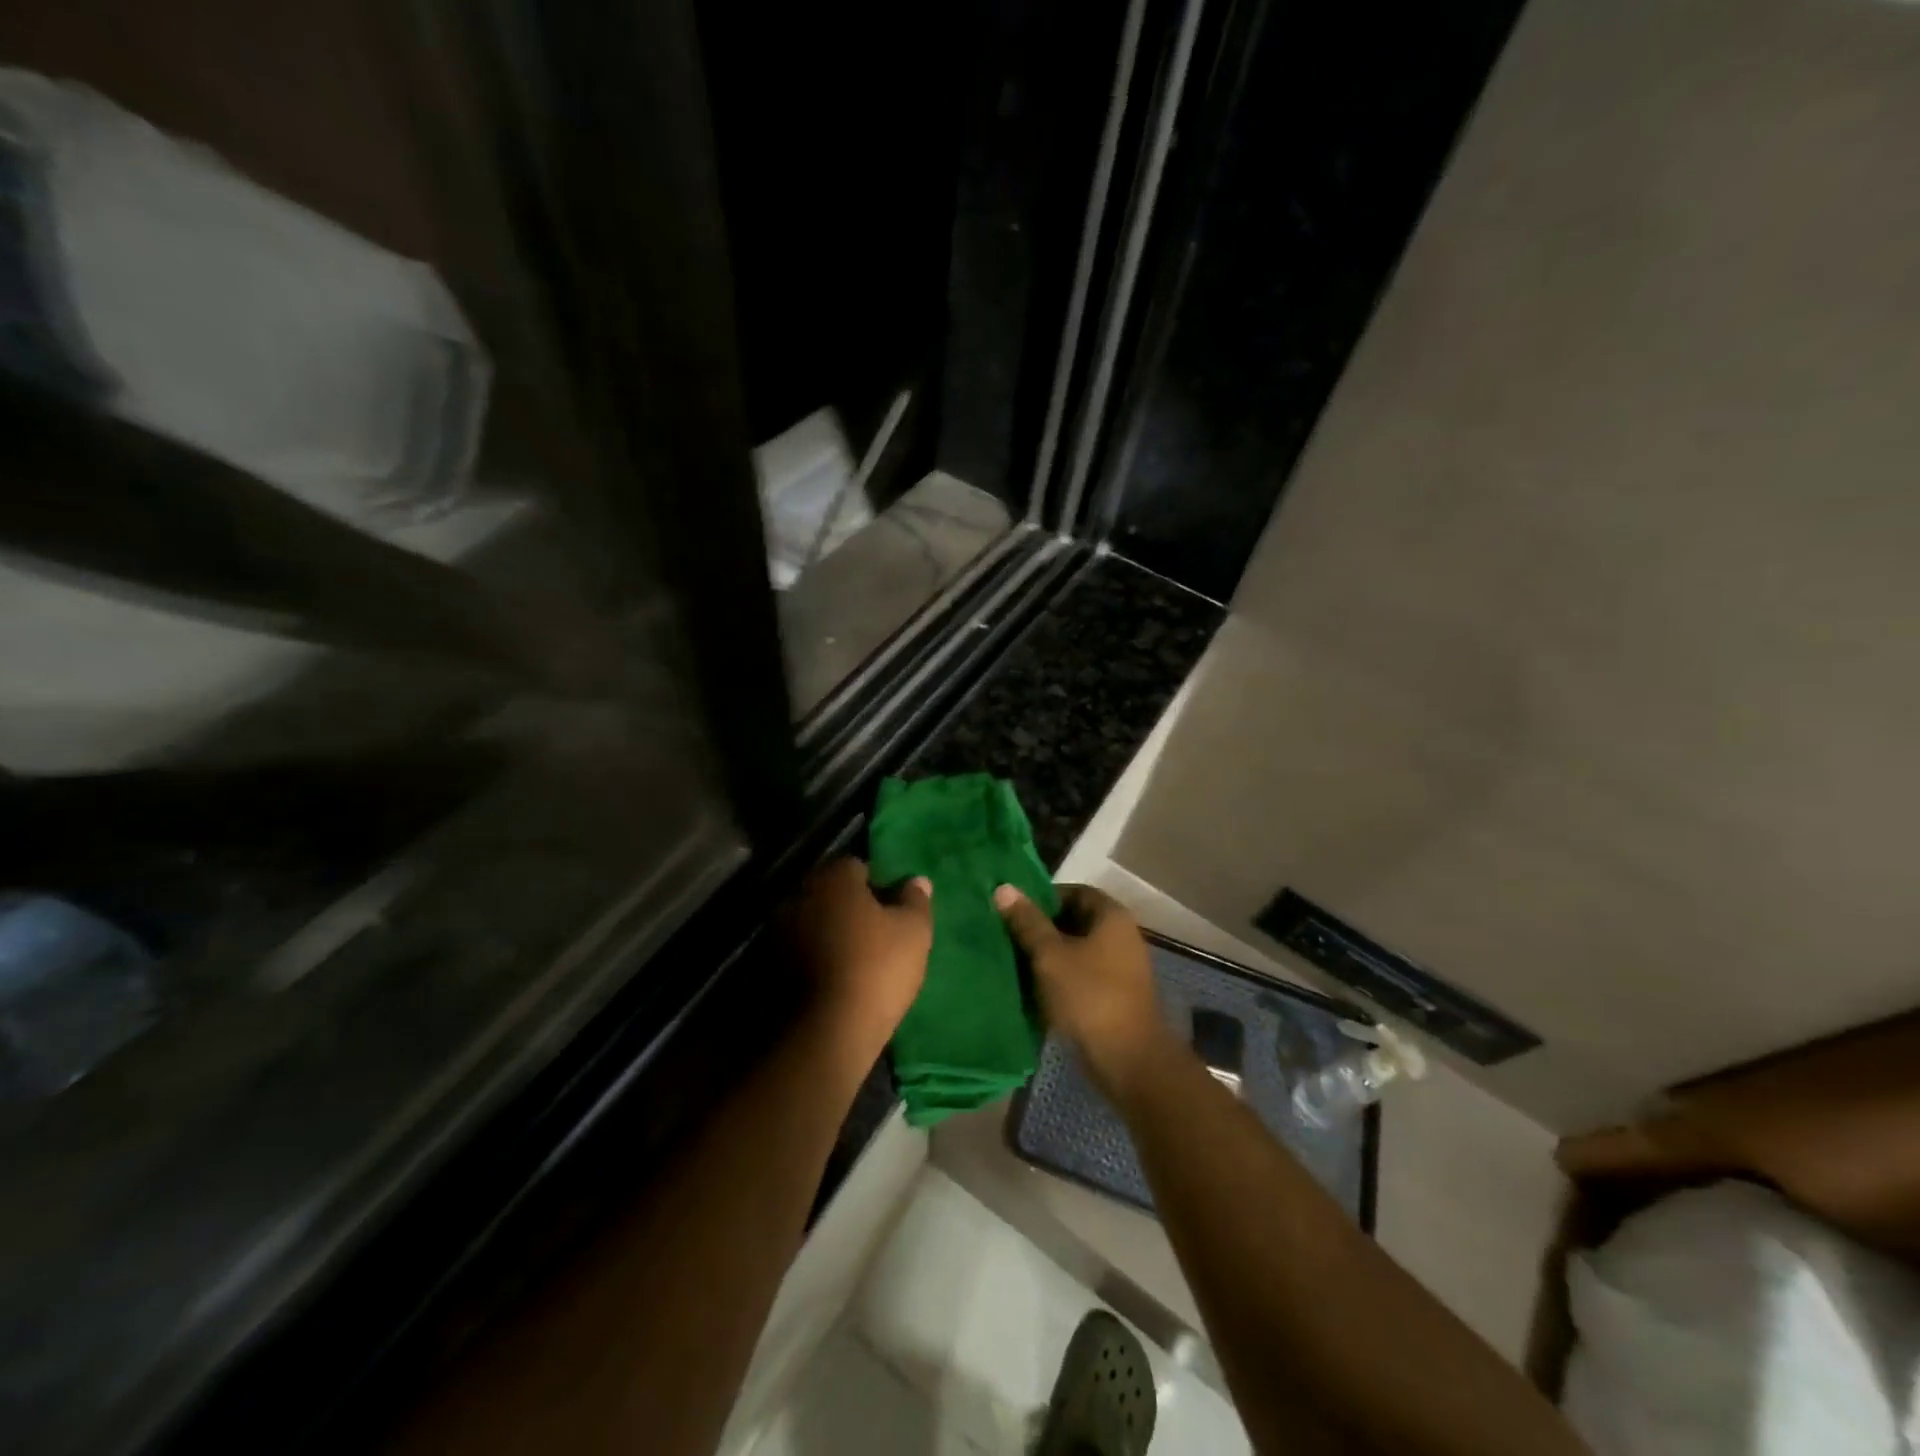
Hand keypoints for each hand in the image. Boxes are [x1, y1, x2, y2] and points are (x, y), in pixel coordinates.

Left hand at [786, 857, 932, 1060]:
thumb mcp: (914, 931)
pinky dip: (814, 957)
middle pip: (831, 892)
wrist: (827, 1033)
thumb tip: (917, 880)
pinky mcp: (769, 966)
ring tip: (856, 959)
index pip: (857, 866)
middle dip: (850, 906)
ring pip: (813, 921)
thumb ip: (916, 900)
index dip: (878, 884)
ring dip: (830, 932)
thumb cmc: (877, 968)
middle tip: (877, 932)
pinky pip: (800, 950)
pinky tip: (835, 978)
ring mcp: (779, 931)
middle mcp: (800, 895)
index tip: (893, 909)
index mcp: (833, 879)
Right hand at [993, 883, 1165, 1094]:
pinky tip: (1034, 989)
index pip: (1074, 892)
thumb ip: (1027, 922)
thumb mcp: (1050, 956)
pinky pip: (1083, 976)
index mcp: (1112, 917)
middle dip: (1042, 928)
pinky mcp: (1115, 996)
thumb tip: (1004, 888)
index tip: (1014, 911)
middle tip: (1008, 936)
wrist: (1128, 1060)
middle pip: (1075, 921)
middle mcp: (1122, 936)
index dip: (1044, 897)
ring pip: (1077, 951)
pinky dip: (1061, 978)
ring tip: (1014, 962)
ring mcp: (1121, 968)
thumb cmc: (1089, 997)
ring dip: (1049, 956)